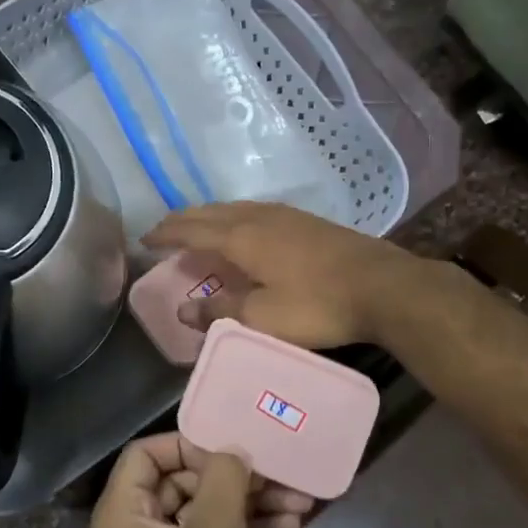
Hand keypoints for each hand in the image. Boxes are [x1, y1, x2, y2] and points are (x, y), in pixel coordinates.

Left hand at [88, 434, 312, 527]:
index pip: (147, 454)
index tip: (232, 449)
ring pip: (205, 514)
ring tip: (300, 503)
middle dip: (234, 478)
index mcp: (121, 516)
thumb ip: (224, 480)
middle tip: (281, 476)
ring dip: (249, 505)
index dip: (189, 445)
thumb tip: (232, 450)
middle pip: (182, 482)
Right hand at [144, 202, 419, 348]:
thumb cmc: (317, 305)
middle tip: (164, 231)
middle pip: (210, 212)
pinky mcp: (307, 221)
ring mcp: (285, 215)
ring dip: (209, 217)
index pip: (191, 229)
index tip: (144, 239)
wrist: (383, 286)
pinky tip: (244, 229)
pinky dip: (234, 218)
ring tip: (198, 228)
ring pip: (234, 208)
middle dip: (183, 221)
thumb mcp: (262, 319)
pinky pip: (255, 211)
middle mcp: (258, 217)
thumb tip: (183, 311)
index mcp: (242, 237)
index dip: (165, 233)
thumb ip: (219, 312)